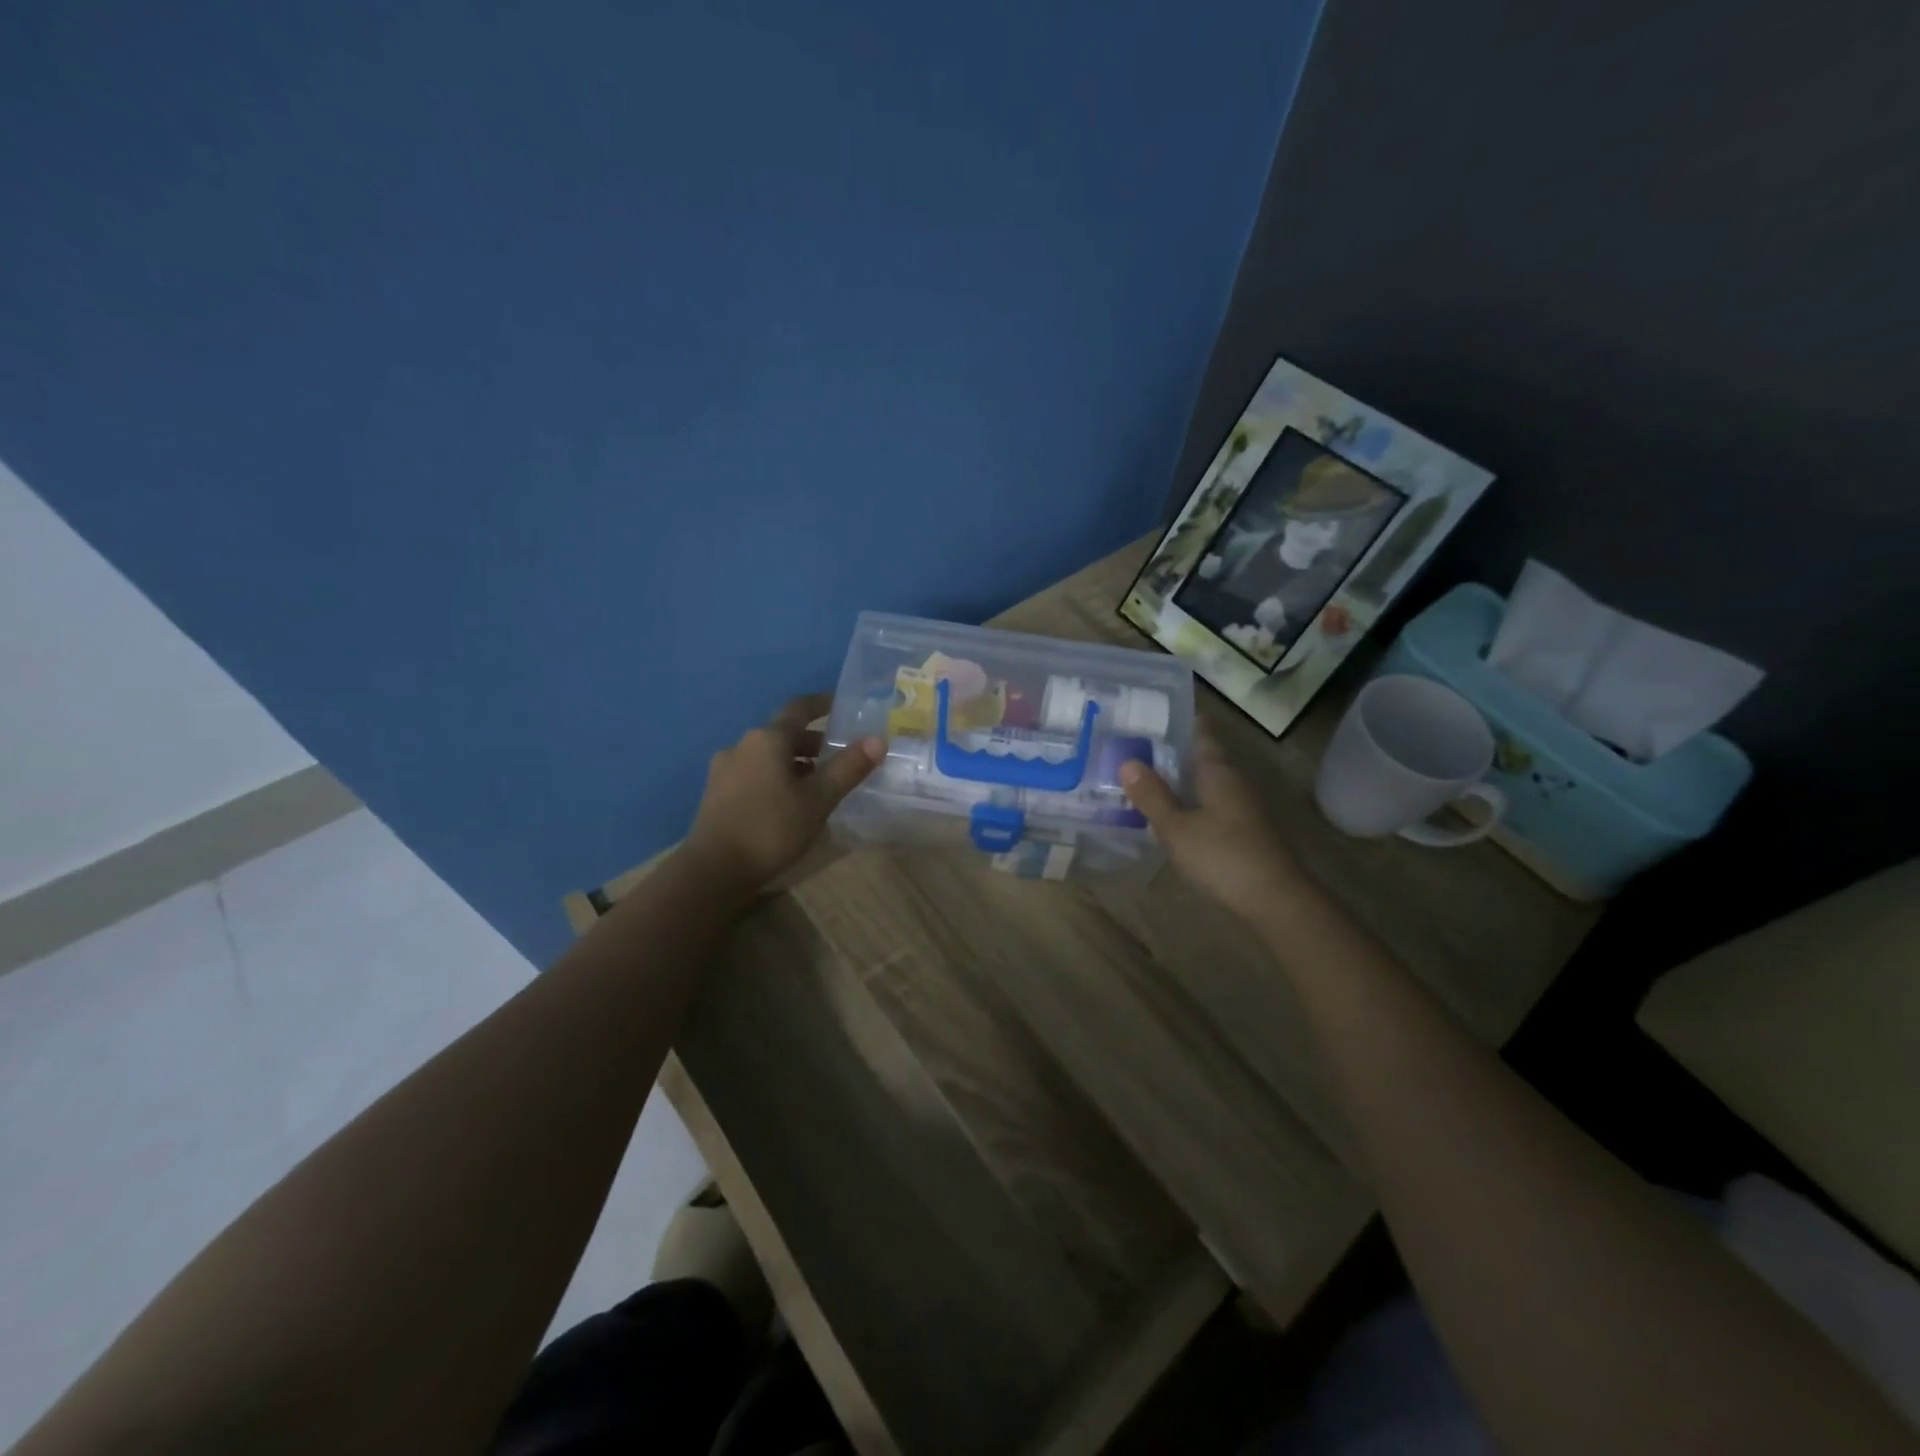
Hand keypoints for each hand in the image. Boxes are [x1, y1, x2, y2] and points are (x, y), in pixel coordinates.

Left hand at [684, 693, 883, 896]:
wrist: (714, 870)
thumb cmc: (772, 828)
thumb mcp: (819, 799)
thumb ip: (849, 767)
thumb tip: (878, 739)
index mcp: (767, 739)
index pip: (799, 708)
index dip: (822, 704)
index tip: (843, 707)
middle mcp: (742, 745)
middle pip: (783, 734)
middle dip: (813, 742)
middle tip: (840, 756)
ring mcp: (725, 769)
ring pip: (768, 756)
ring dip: (795, 762)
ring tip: (819, 784)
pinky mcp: (717, 793)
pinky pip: (754, 773)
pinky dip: (776, 777)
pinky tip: (789, 802)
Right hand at [1120, 724, 1303, 925]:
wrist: (1275, 901)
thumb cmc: (1222, 856)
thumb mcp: (1176, 827)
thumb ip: (1152, 795)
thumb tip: (1127, 761)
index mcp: (1217, 769)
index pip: (1200, 729)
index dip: (1176, 718)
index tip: (1146, 713)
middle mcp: (1232, 779)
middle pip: (1200, 755)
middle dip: (1169, 749)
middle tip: (1130, 745)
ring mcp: (1241, 805)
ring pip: (1204, 780)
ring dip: (1176, 777)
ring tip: (1140, 776)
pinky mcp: (1242, 829)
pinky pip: (1208, 803)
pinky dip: (1187, 800)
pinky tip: (1167, 812)